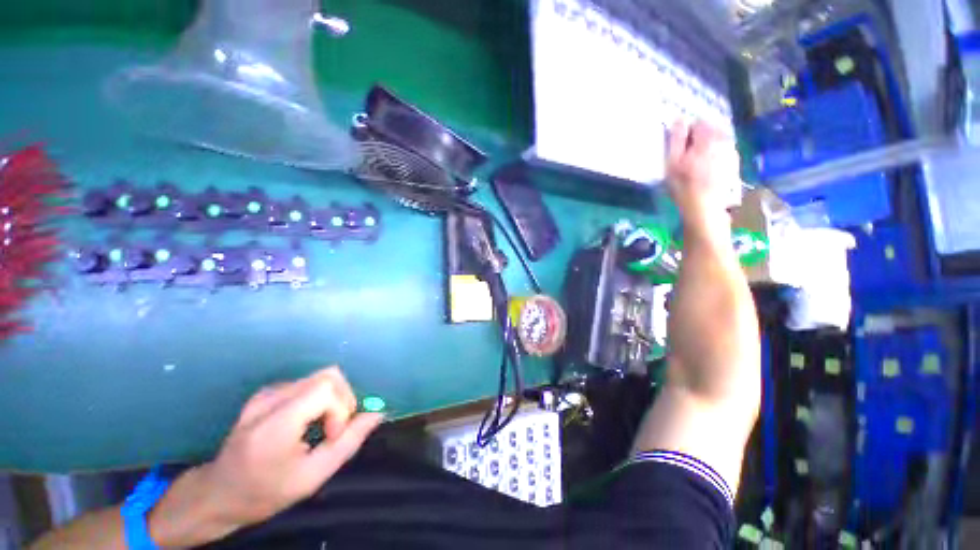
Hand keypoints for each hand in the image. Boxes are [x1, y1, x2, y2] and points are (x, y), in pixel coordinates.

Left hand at [193, 367, 382, 530]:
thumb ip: (348, 442)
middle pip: (328, 375)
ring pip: (321, 376)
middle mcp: (270, 399)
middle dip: (343, 399)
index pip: (326, 388)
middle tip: (335, 429)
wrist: (218, 493)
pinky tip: (308, 421)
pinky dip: (320, 398)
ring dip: (333, 398)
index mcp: (276, 423)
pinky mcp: (267, 392)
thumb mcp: (311, 477)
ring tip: (324, 425)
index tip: (333, 436)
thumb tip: (377, 413)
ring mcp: (267, 393)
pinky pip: (308, 383)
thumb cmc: (265, 492)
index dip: (341, 407)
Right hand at [666, 120, 739, 231]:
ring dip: (708, 145)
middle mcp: (723, 140)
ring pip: (718, 139)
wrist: (704, 207)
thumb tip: (679, 119)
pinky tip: (707, 167)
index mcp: (707, 138)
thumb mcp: (672, 162)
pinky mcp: (734, 162)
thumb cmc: (683, 185)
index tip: (680, 145)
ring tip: (697, 161)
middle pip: (711, 129)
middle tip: (687, 154)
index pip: (698, 122)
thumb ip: (676, 139)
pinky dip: (715, 154)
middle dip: (699, 137)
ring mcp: (731, 151)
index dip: (687, 132)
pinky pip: (724, 150)